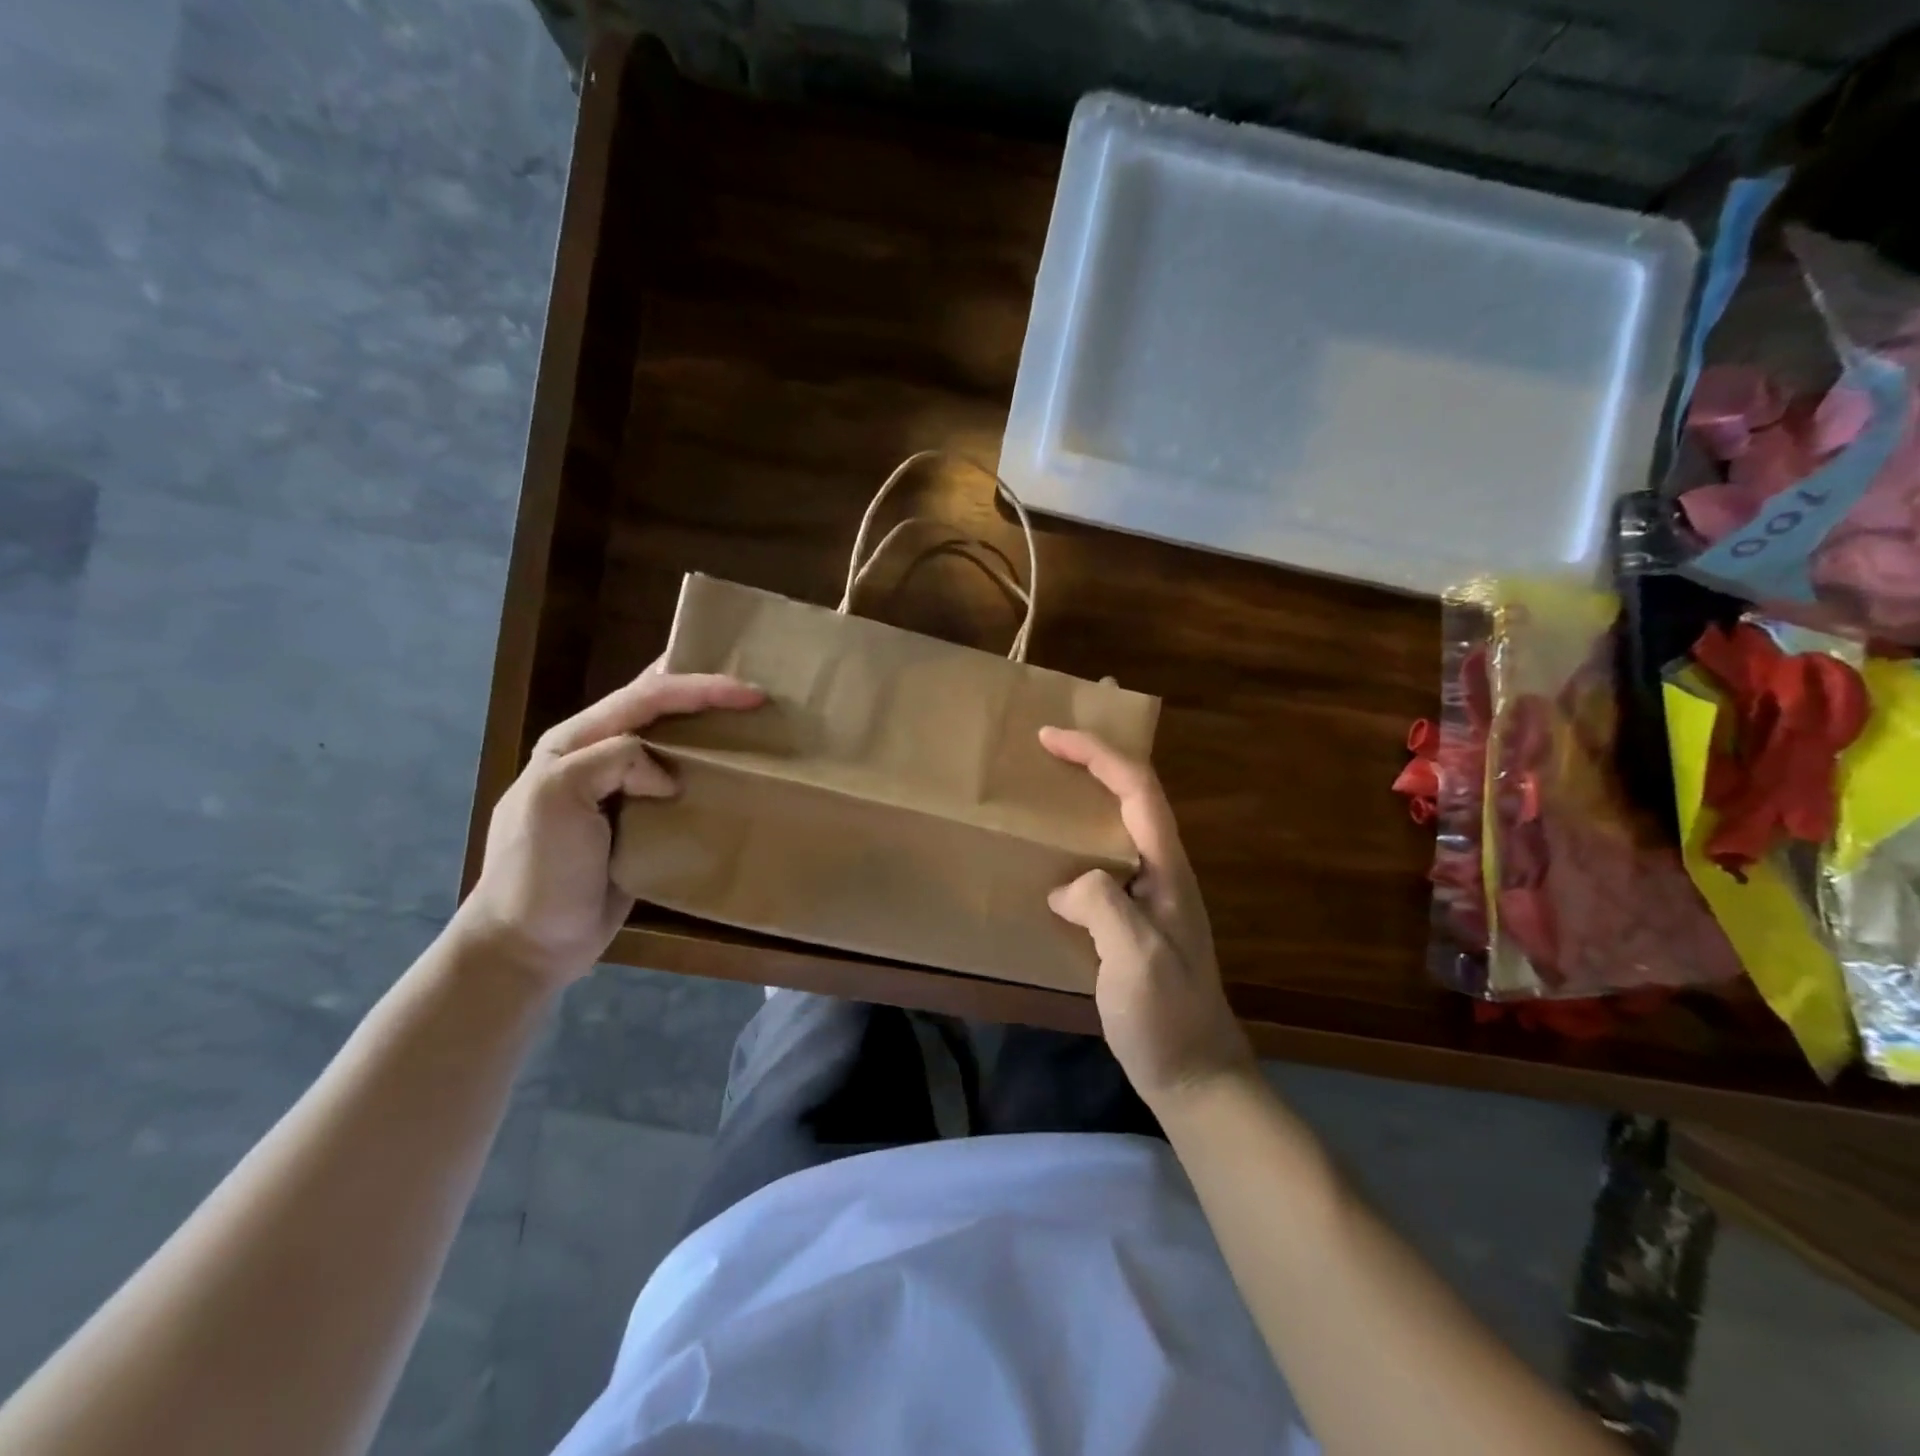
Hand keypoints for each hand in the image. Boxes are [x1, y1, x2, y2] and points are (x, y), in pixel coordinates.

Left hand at [453, 664, 764, 986]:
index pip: (644, 697)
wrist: (529, 943)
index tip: (752, 695)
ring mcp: (619, 791)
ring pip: (671, 745)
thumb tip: (668, 777)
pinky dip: (706, 774)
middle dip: (706, 694)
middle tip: (756, 696)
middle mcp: (598, 756)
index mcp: (574, 741)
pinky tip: (732, 777)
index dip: (700, 688)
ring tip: (752, 727)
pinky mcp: (640, 824)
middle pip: (659, 709)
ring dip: (709, 730)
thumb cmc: (538, 869)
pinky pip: (678, 786)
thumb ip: (613, 761)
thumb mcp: (557, 799)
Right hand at [1041, 728, 1255, 1110]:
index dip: (1097, 754)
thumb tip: (1065, 887)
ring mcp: (1150, 896)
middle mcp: (1162, 871)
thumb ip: (1102, 905)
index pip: (1137, 789)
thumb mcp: (1135, 959)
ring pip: (1118, 825)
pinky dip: (1078, 839)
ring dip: (1087, 796)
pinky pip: (1104, 861)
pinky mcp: (1133, 919)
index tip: (1051, 737)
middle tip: (1052, 742)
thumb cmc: (1167, 1017)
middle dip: (1097, 758)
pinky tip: (1052, 856)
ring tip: (1045, 786)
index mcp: (1167, 870)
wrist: (1195, 1074)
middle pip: (1134, 795)